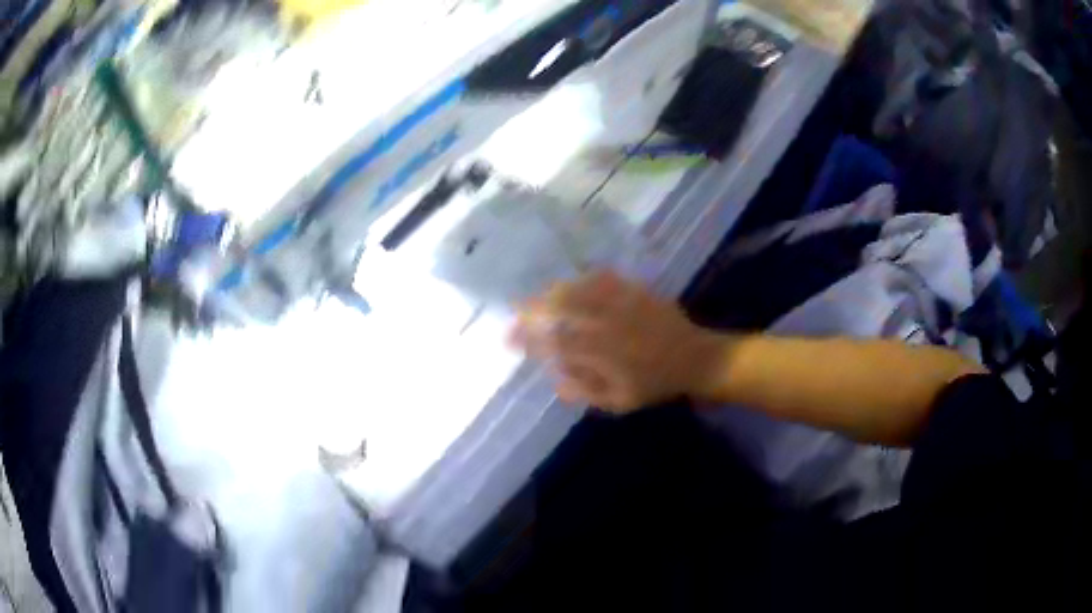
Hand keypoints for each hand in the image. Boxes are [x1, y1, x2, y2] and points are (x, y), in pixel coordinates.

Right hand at [510, 271, 724, 412]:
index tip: (508, 339)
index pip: (555, 344)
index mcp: (603, 354)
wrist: (696, 359)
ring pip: (579, 290)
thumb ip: (586, 391)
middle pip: (561, 309)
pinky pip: (604, 279)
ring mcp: (622, 304)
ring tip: (537, 296)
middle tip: (515, 311)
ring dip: (553, 292)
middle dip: (533, 309)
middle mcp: (608, 325)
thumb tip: (554, 381)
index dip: (529, 340)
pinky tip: (574, 282)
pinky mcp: (635, 291)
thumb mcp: (620, 401)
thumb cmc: (656, 384)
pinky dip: (584, 279)